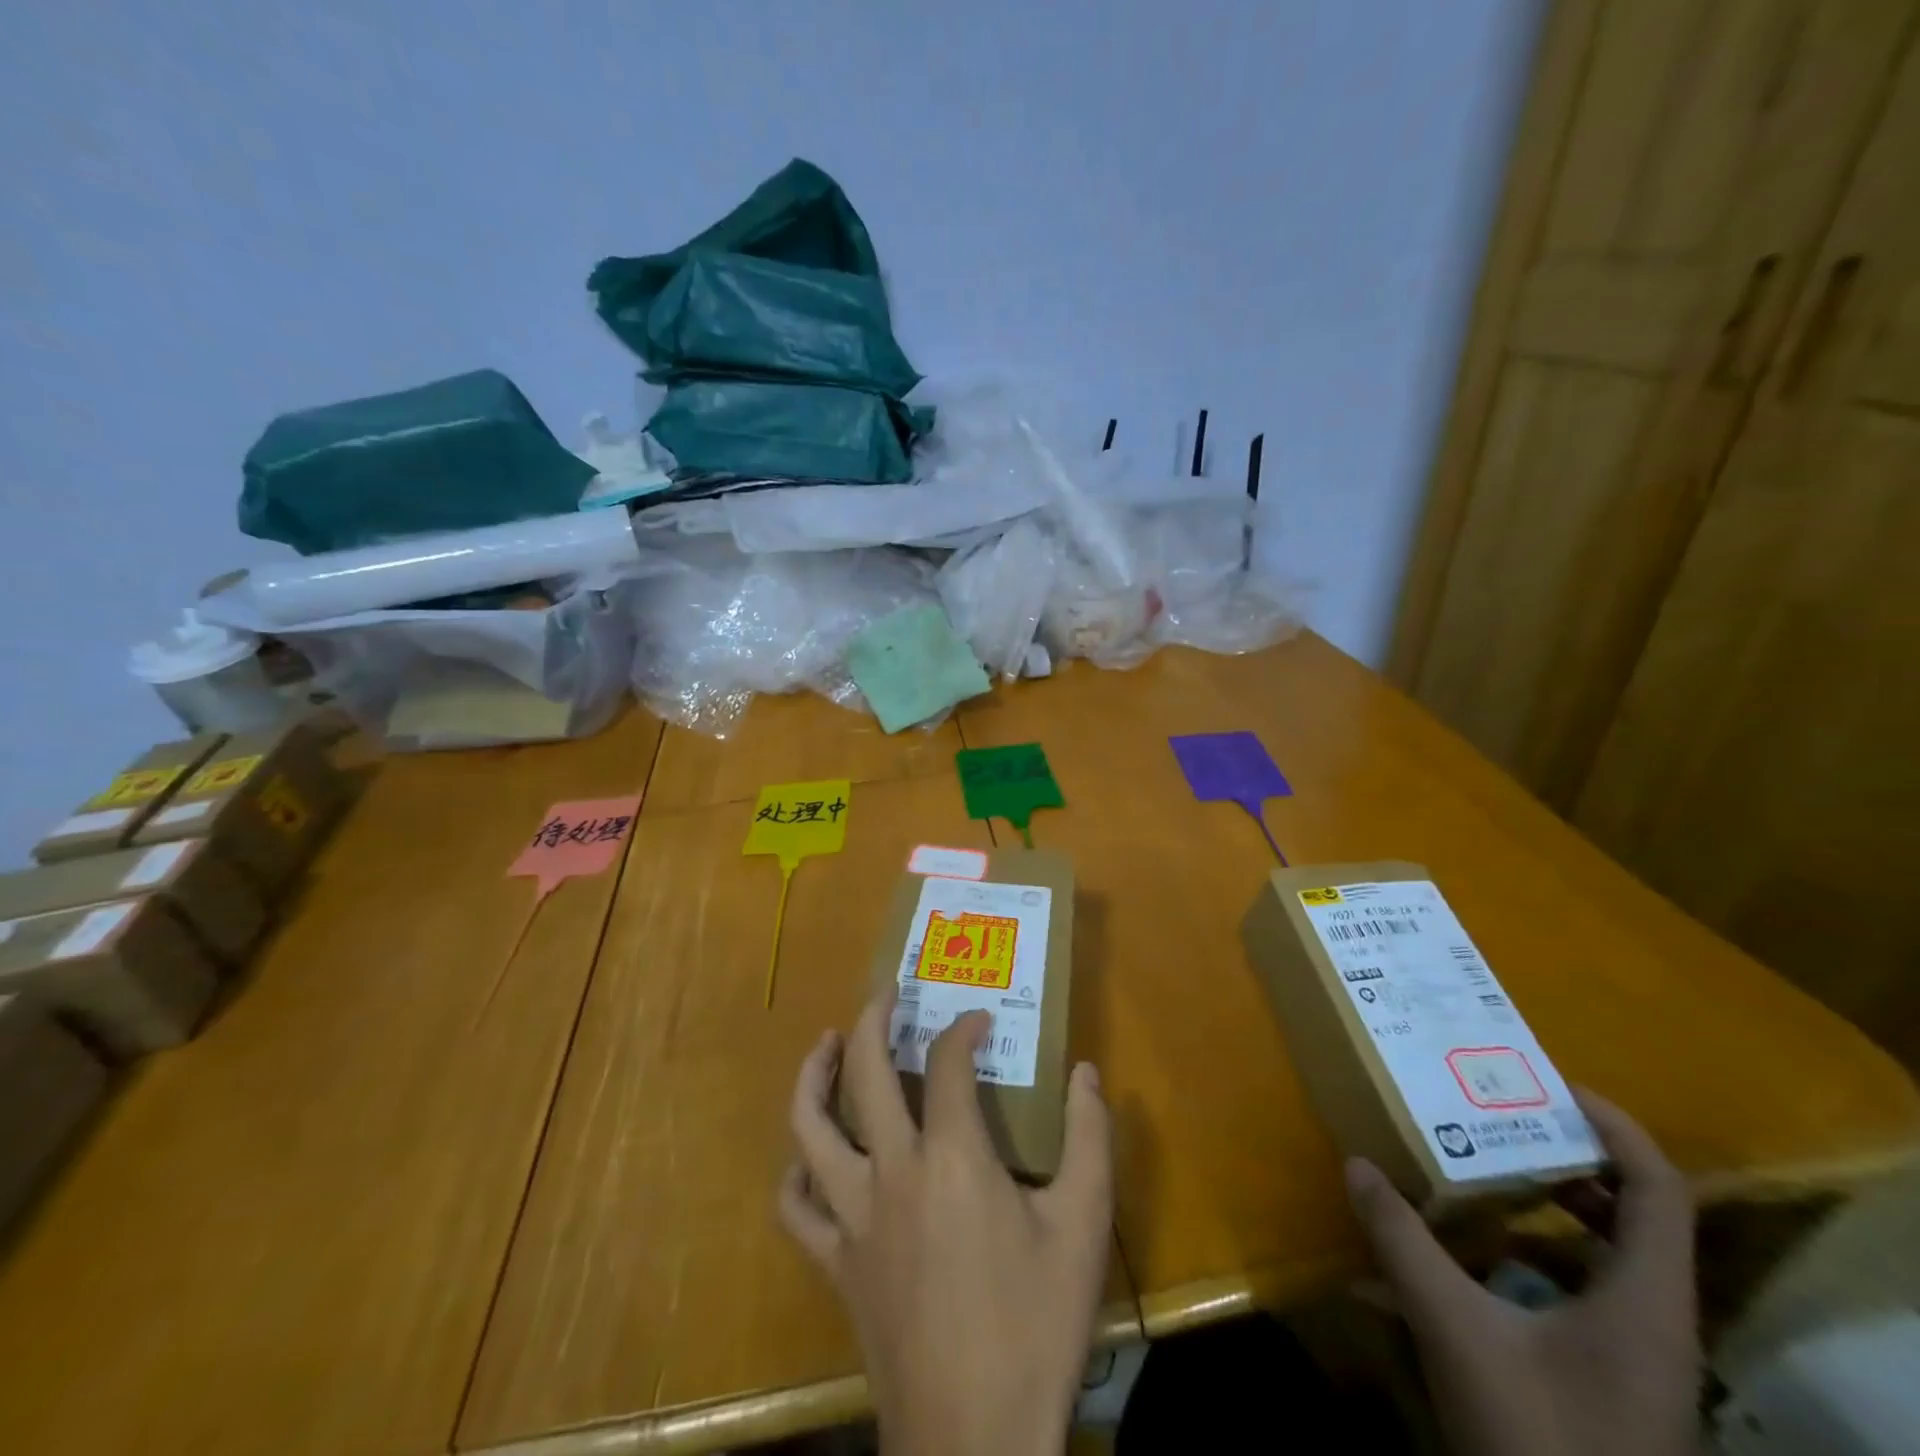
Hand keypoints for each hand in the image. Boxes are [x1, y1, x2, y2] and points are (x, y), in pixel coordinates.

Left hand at [779, 991, 1111, 1455]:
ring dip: (814, 1075)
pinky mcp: (834, 1262)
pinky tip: (810, 1155)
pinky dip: (797, 1172)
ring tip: (827, 1044)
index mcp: (952, 1156)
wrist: (976, 1438)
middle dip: (873, 1017)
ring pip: (809, 1127)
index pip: (948, 1061)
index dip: (963, 1029)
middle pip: (865, 1069)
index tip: (980, 1020)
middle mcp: (891, 1170)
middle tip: (886, 993)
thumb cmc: (1033, 1326)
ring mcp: (852, 1216)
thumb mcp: (1083, 1227)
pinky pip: (796, 1207)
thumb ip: (1090, 1139)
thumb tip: (1086, 1072)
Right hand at [1345, 1090, 1699, 1455]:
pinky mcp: (1610, 1382)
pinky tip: (1474, 1256)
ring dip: (1551, 1207)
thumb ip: (1404, 1242)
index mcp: (1645, 1302)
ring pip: (1610, 1257)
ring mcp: (1637, 1359)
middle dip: (1569, 1158)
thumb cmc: (1539, 1438)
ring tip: (1483, 1170)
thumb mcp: (1456, 1330)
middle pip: (1637, 1216)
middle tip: (1500, 1117)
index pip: (1658, 1189)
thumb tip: (1358, 1164)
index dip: (1613, 1125)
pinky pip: (1583, 1293)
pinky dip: (1535, 1256)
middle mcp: (1656, 1322)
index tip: (1546, 1083)